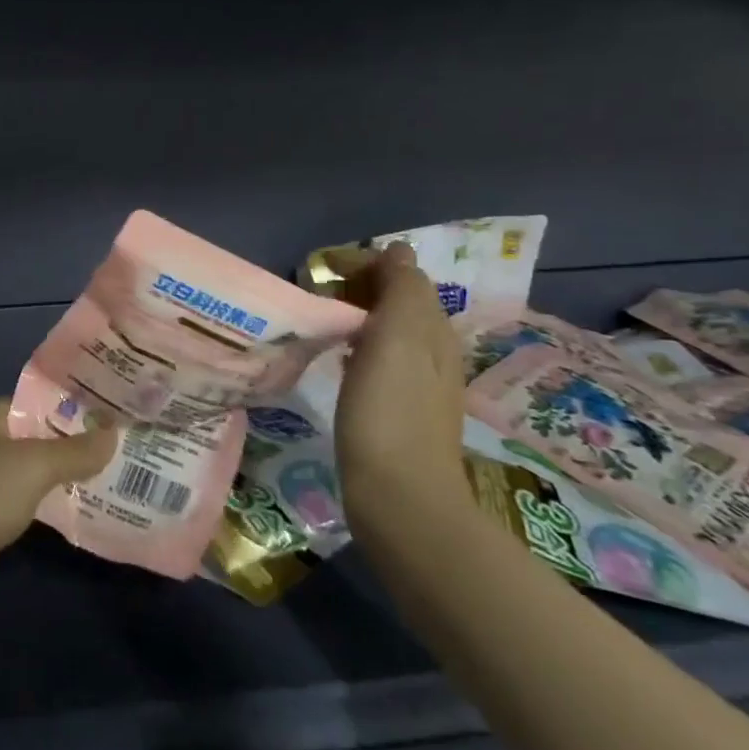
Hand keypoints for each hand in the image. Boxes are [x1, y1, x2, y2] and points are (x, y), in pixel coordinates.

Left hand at [0, 398, 118, 614]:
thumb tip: (114, 432)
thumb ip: (75, 451)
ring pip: (35, 472)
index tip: (121, 415)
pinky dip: (49, 505)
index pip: (46, 401)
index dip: (81, 407)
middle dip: (79, 444)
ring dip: (66, 476)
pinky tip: (80, 509)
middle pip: (42, 436)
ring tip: (115, 477)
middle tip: (128, 448)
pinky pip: (25, 502)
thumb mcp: (33, 467)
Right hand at [334, 242, 470, 515]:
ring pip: (389, 331)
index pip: (403, 275)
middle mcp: (433, 351)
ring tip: (320, 320)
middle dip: (359, 288)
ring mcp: (419, 384)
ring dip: (357, 316)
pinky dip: (358, 346)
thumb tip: (398, 250)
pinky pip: (380, 360)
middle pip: (397, 302)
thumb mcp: (396, 339)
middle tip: (315, 294)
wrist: (400, 499)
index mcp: (433, 329)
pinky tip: (337, 360)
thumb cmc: (389, 413)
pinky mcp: (400, 410)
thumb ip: (401, 290)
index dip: (365, 265)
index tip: (322, 272)